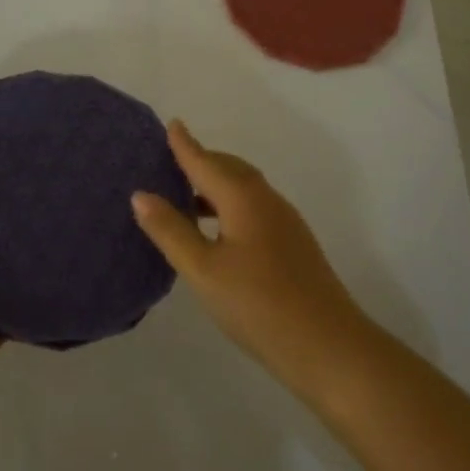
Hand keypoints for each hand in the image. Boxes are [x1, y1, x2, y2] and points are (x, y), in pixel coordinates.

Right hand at [132, 120, 372, 399]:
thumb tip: (141, 194)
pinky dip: (229, 205)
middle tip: (170, 163)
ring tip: (185, 198)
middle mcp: (267, 200)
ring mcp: (285, 222)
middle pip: (229, 169)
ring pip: (244, 190)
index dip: (185, 145)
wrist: (328, 346)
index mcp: (244, 198)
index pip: (206, 162)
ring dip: (215, 186)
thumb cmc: (258, 305)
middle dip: (201, 161)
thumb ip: (171, 230)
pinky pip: (254, 208)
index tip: (171, 123)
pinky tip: (216, 231)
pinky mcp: (293, 244)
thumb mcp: (203, 270)